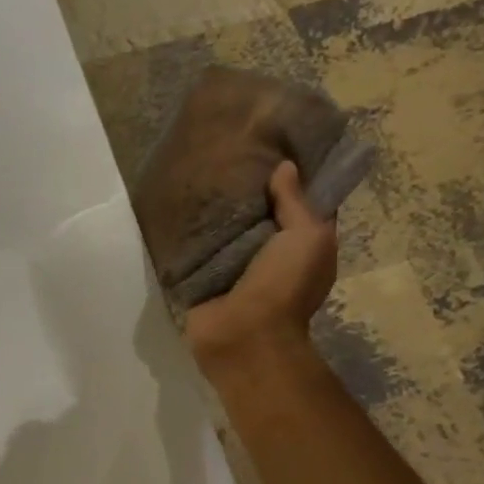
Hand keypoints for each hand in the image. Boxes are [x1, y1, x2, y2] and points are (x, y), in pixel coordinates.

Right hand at [183, 160, 336, 371]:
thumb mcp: (307, 236)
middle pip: (258, 215)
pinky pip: (196, 252)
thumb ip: (296, 202)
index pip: (299, 203)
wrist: (242, 337)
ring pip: (225, 232)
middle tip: (227, 154)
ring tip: (198, 174)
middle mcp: (268, 254)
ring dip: (214, 211)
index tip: (273, 146)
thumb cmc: (284, 287)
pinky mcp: (202, 280)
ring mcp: (233, 269)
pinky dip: (189, 235)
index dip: (291, 176)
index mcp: (301, 244)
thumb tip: (285, 167)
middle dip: (246, 190)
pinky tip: (176, 208)